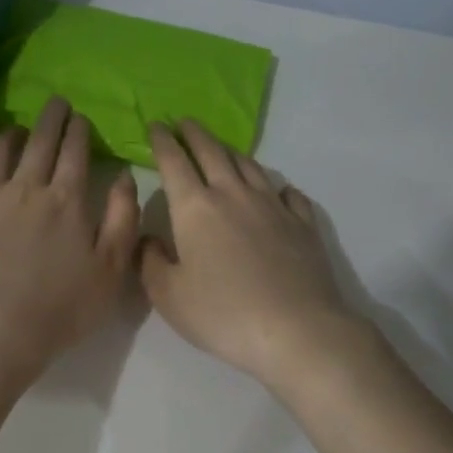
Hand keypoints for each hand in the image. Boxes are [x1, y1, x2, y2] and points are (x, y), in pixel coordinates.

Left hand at [0, 97, 140, 386]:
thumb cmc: (61, 307)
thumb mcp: (111, 269)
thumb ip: (122, 218)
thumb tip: (124, 176)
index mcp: (66, 200)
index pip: (75, 153)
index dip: (78, 131)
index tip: (80, 117)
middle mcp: (24, 189)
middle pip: (38, 143)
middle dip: (49, 119)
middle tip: (54, 102)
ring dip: (6, 137)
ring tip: (10, 130)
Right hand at [142, 120, 367, 390]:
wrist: (296, 330)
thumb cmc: (222, 313)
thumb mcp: (168, 296)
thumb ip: (151, 262)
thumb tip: (150, 240)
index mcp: (195, 208)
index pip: (174, 162)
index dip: (161, 141)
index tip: (155, 125)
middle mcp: (233, 195)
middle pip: (212, 153)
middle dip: (195, 134)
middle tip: (185, 122)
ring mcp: (272, 206)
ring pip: (249, 166)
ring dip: (231, 152)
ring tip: (222, 148)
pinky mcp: (303, 224)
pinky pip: (288, 193)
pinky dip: (276, 186)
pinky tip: (276, 190)